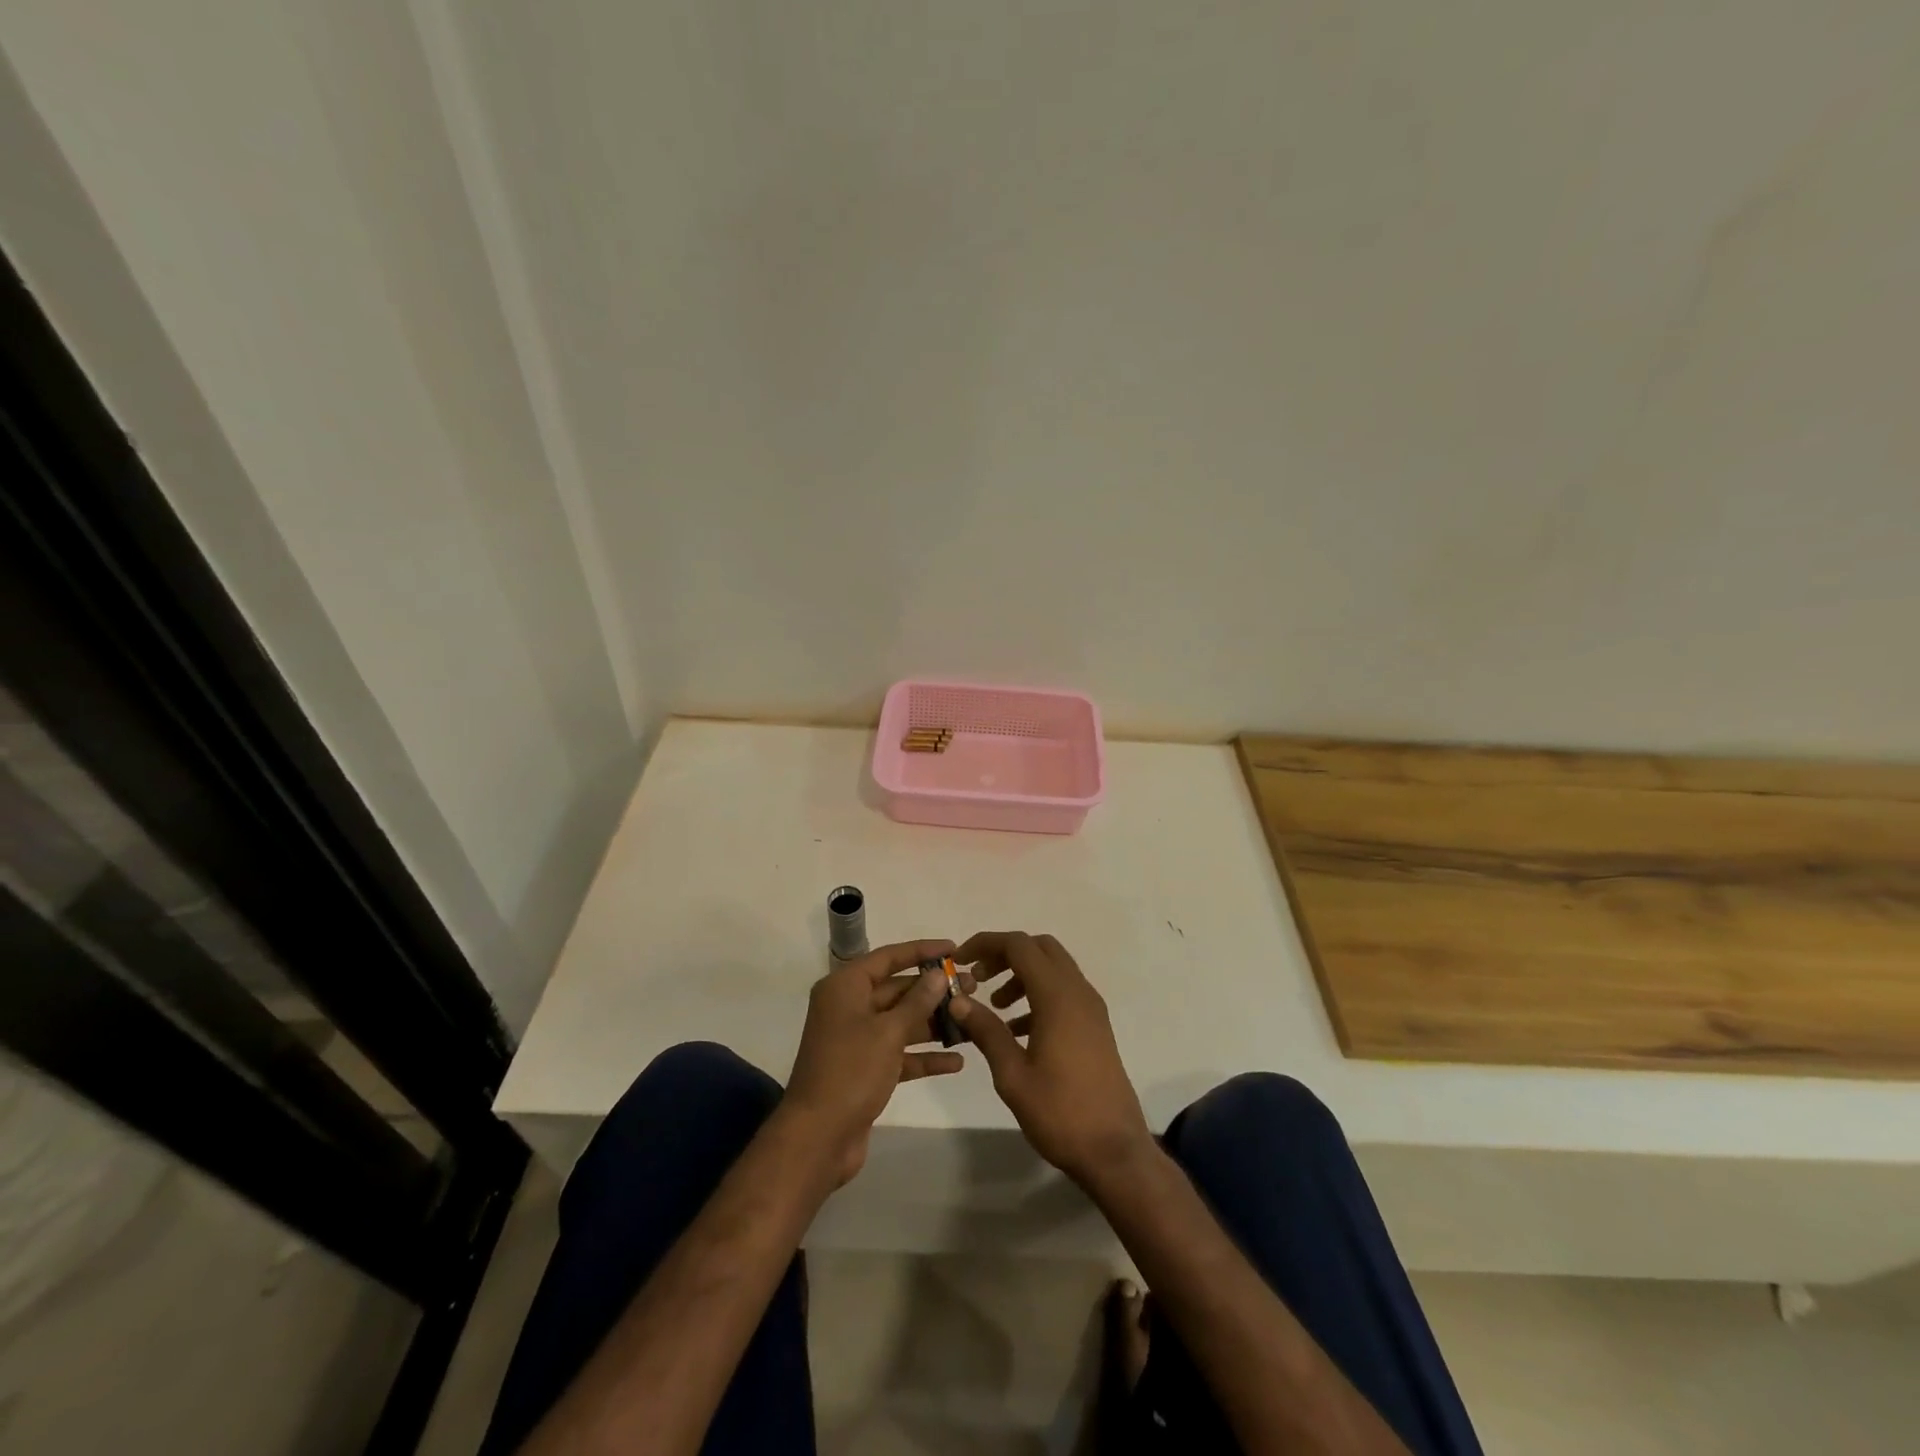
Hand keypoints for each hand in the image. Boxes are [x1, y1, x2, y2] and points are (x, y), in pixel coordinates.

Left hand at [783, 939, 963, 1184]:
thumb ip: (917, 1001)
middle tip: (973, 988)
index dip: (922, 951)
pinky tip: (957, 1061)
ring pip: (901, 1022)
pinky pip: (900, 1053)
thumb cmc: (850, 1072)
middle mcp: (849, 1007)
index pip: (889, 957)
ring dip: (934, 1023)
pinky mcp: (865, 1069)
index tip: (955, 949)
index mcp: (845, 987)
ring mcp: (857, 1039)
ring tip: (973, 1020)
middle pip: (897, 990)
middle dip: (934, 991)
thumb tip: (937, 974)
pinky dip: (924, 1056)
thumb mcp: (888, 1032)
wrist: (817, 1139)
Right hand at [948, 932, 1153, 1187]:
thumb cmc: (1060, 1112)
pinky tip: (1018, 1030)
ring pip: (1053, 968)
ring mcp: (1091, 1008)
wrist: (1115, 1151)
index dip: (986, 943)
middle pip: (1039, 948)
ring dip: (1022, 974)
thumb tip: (959, 1000)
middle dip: (1005, 954)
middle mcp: (1078, 992)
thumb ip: (986, 1031)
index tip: (959, 960)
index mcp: (1057, 996)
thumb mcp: (1012, 1074)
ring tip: (995, 1006)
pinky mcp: (1096, 1026)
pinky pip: (1064, 992)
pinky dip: (1038, 994)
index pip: (1018, 945)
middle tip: (978, 978)